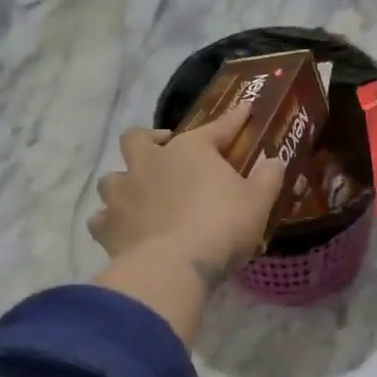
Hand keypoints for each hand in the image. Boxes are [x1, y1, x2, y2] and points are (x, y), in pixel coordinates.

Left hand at [89, 103, 287, 280]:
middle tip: (166, 151)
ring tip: (142, 194)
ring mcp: (122, 194)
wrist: (173, 267)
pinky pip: (102, 218)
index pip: (217, 127)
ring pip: (112, 177)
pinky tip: (125, 228)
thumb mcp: (258, 201)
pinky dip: (111, 220)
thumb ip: (268, 177)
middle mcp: (149, 163)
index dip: (234, 119)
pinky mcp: (106, 227)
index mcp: (189, 150)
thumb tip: (274, 160)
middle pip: (137, 138)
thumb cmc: (222, 225)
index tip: (245, 109)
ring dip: (126, 182)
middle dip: (150, 140)